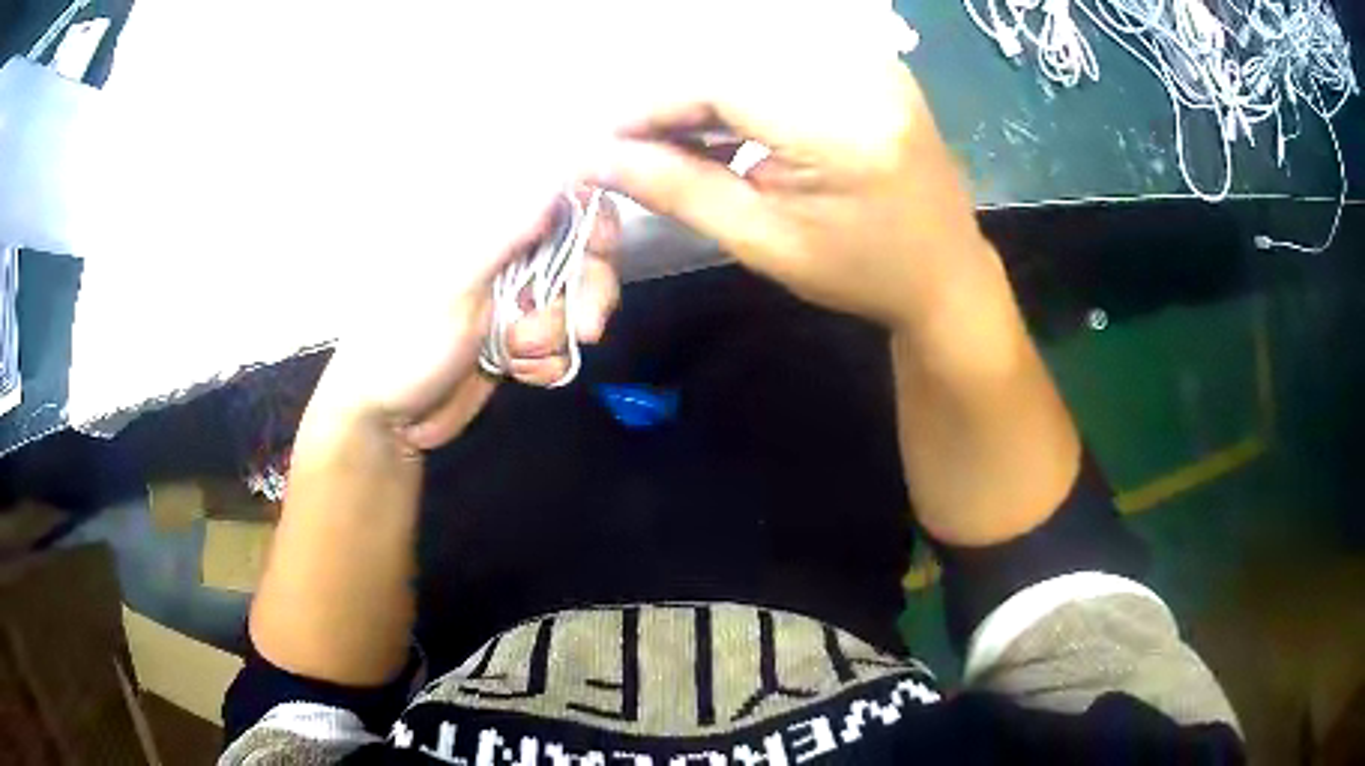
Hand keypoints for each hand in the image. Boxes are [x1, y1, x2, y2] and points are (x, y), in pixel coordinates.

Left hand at [316, 187, 620, 450]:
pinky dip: (548, 362)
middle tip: (586, 326)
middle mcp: (506, 255)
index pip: (556, 198)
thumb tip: (554, 182)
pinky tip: (518, 373)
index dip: (590, 216)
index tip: (600, 246)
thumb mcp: (453, 285)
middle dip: (588, 291)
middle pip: (583, 251)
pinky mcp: (520, 338)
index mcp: (483, 228)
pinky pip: (562, 342)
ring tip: (516, 355)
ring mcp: (515, 299)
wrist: (391, 420)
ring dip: (555, 336)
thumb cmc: (406, 341)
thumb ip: (505, 235)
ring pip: (576, 301)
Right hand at [593, 42, 989, 330]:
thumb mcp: (764, 242)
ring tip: (673, 144)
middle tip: (634, 147)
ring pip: (755, 59)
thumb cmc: (860, 272)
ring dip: (704, 97)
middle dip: (673, 103)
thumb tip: (598, 159)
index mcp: (842, 128)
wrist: (944, 273)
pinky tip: (722, 128)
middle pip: (734, 64)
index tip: (606, 140)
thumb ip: (678, 190)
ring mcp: (874, 66)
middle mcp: (862, 77)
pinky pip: (787, 63)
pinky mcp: (874, 67)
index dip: (653, 106)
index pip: (721, 85)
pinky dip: (744, 91)